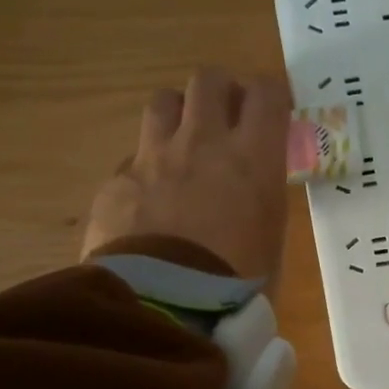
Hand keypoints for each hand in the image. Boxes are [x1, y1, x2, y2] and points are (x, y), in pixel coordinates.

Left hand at [81, 69, 291, 279]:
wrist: (165, 309)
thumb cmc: (237, 286)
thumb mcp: (270, 243)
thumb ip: (260, 203)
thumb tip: (248, 198)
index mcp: (252, 159)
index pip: (266, 93)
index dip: (270, 96)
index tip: (272, 112)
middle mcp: (201, 143)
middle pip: (208, 79)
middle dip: (220, 92)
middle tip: (225, 119)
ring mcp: (152, 159)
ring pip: (162, 102)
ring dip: (177, 115)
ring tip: (182, 145)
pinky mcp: (116, 183)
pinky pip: (132, 159)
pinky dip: (145, 170)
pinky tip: (147, 202)